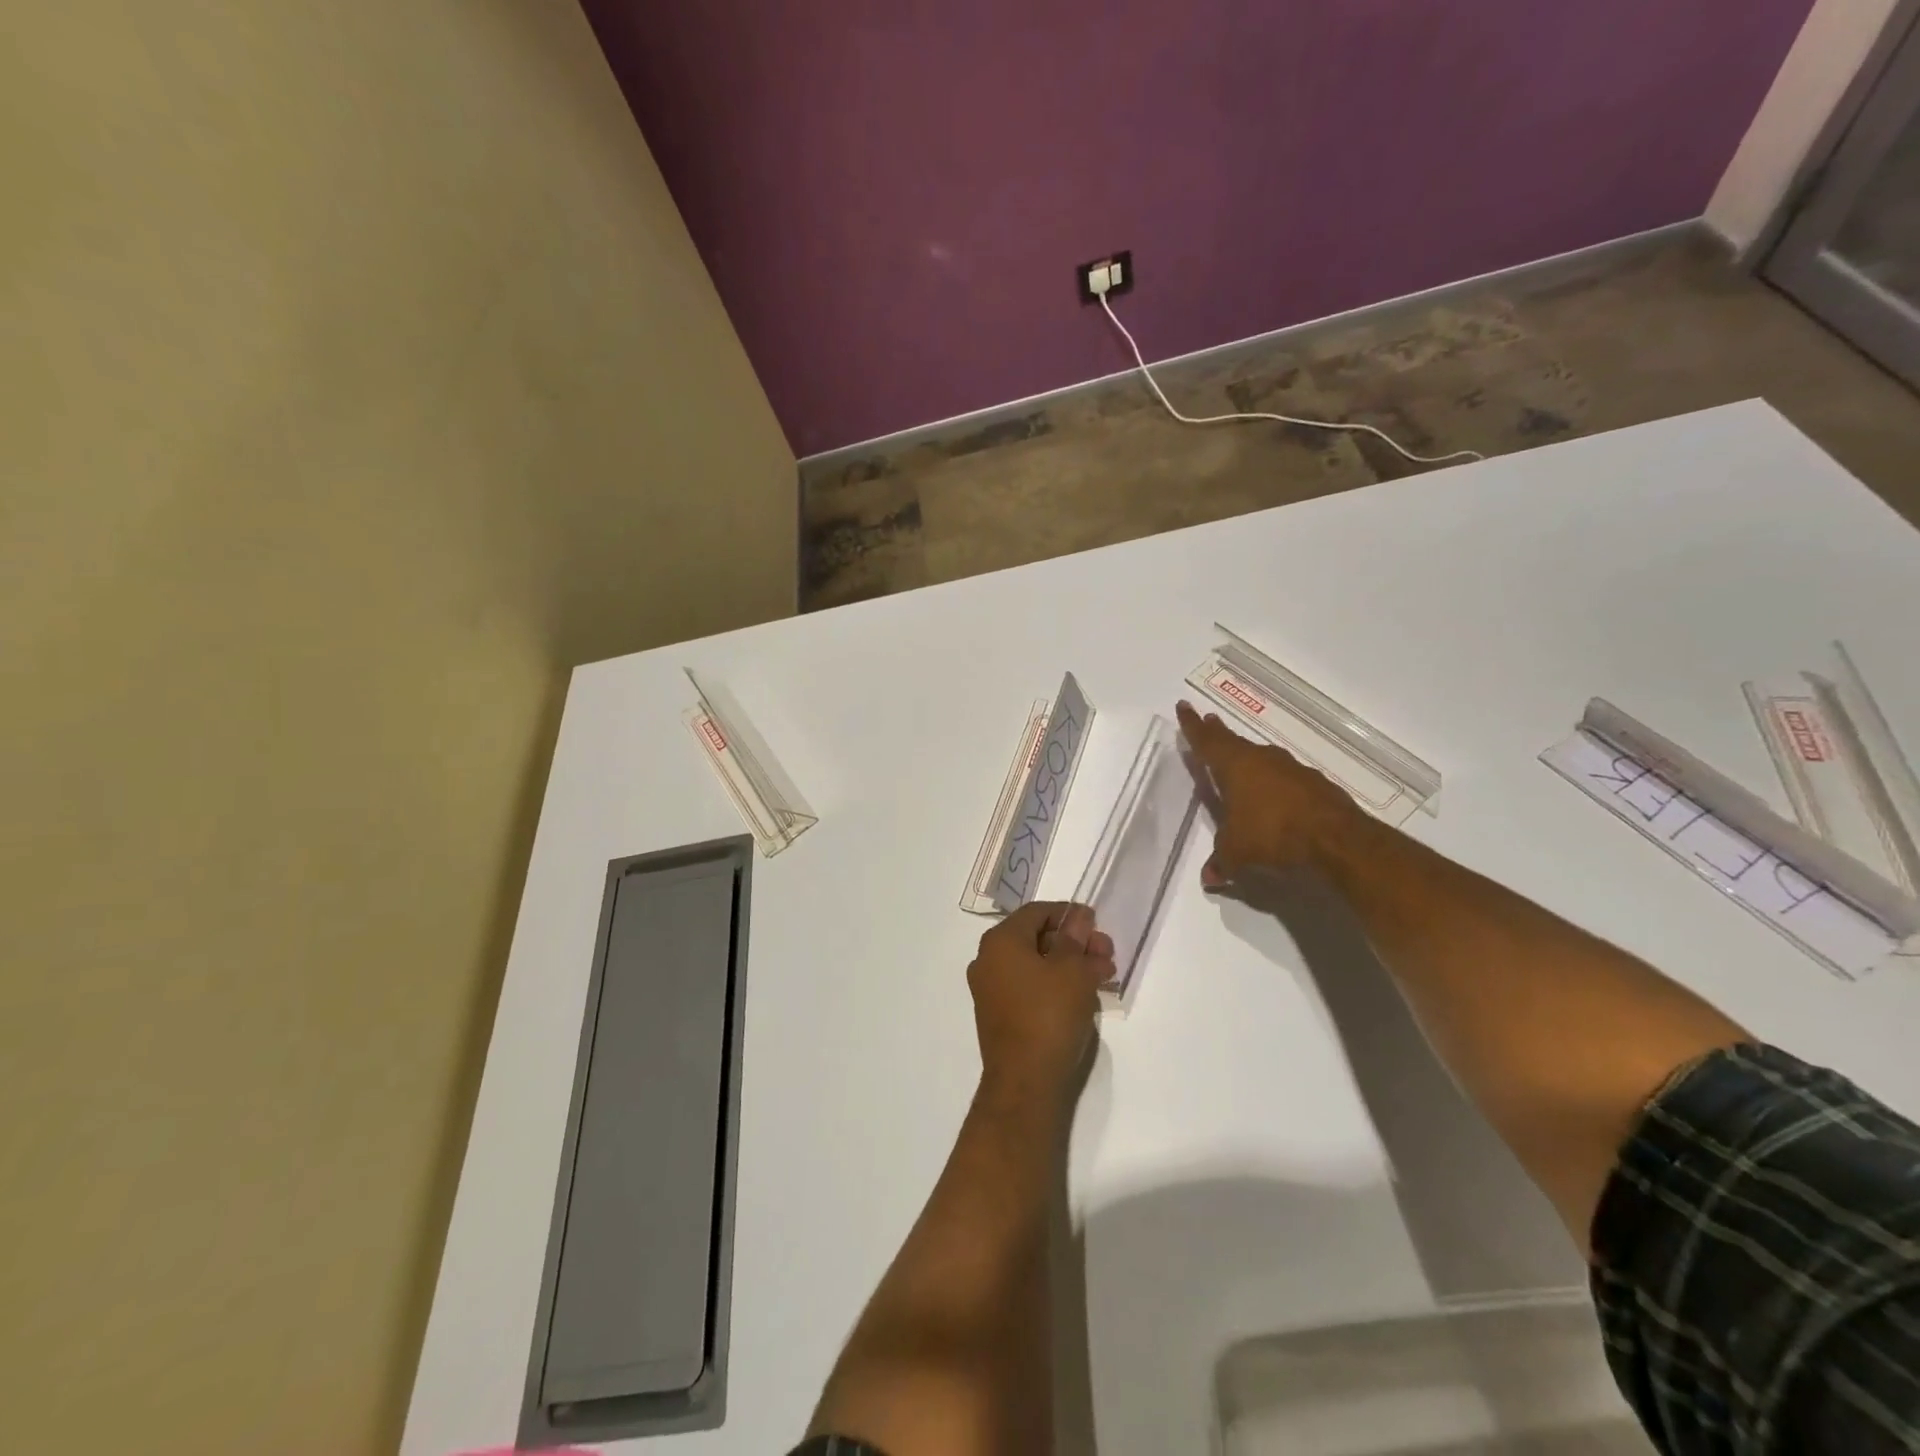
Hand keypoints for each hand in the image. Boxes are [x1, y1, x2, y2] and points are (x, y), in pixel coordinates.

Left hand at [967, 902, 1113, 1113]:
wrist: (1025, 1080)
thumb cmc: (1049, 1014)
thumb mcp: (1072, 970)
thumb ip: (1077, 938)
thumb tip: (1079, 918)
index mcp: (1000, 940)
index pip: (1037, 912)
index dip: (1069, 914)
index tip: (1097, 924)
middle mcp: (988, 959)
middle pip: (1036, 938)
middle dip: (1074, 942)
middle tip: (1106, 953)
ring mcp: (990, 989)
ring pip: (1035, 964)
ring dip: (1069, 964)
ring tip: (1102, 975)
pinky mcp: (999, 1014)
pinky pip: (1029, 987)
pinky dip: (1054, 984)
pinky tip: (1083, 994)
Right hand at [1177, 700, 1365, 885]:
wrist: (1335, 839)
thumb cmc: (1271, 834)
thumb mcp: (1236, 852)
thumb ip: (1221, 861)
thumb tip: (1210, 878)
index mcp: (1234, 766)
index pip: (1207, 741)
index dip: (1192, 726)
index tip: (1184, 706)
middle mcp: (1261, 759)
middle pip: (1233, 742)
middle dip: (1218, 733)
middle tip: (1209, 721)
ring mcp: (1291, 769)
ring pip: (1261, 758)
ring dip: (1247, 758)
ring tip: (1238, 762)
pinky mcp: (1314, 784)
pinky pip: (1284, 777)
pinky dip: (1273, 782)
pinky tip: (1273, 796)